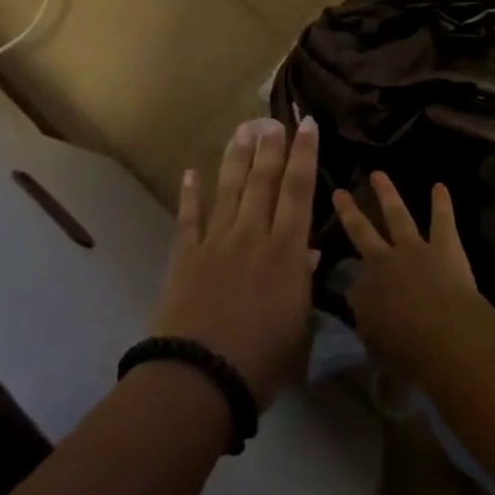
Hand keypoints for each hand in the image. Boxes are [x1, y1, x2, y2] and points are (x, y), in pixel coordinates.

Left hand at [150, 117, 319, 409]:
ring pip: (229, 188)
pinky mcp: (186, 255)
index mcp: (286, 251)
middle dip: (271, 146)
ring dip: (237, 157)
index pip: (298, 191)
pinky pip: (188, 217)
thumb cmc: (262, 361)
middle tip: (273, 118)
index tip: (307, 125)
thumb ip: (302, 282)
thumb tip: (308, 250)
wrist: (200, 377)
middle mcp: (252, 235)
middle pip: (263, 180)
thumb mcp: (298, 326)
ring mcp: (216, 241)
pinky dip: (190, 193)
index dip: (304, 154)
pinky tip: (191, 172)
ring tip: (243, 128)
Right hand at [332, 173, 483, 376]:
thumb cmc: (407, 349)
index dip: (354, 284)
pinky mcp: (445, 247)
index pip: (353, 282)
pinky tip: (440, 186)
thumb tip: (365, 313)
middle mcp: (384, 261)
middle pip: (362, 232)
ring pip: (397, 215)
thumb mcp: (376, 344)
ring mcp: (414, 249)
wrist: (444, 334)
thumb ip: (369, 325)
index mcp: (365, 289)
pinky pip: (442, 221)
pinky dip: (441, 204)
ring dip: (388, 194)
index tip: (353, 286)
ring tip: (378, 174)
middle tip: (339, 192)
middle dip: (349, 212)